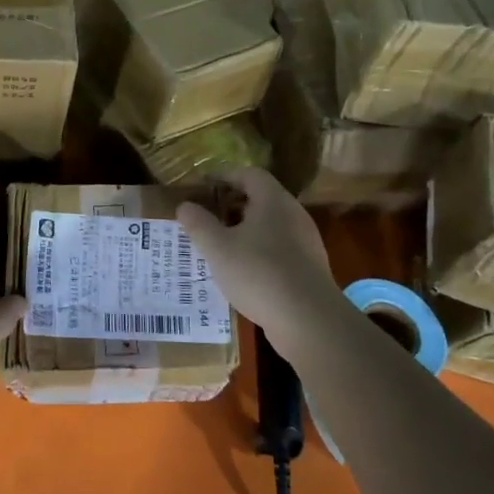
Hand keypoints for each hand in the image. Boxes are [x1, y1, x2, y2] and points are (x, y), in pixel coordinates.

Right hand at [178, 168, 345, 359]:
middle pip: (261, 198)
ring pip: (270, 226)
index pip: (249, 174)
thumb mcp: (217, 248)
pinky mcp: (309, 268)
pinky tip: (242, 272)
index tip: (202, 185)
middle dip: (232, 205)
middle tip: (207, 216)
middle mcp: (293, 215)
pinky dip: (258, 252)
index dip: (224, 175)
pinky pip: (279, 249)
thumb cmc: (258, 273)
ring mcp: (305, 242)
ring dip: (245, 231)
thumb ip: (198, 224)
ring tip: (220, 246)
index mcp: (273, 201)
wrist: (309, 320)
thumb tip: (184, 205)